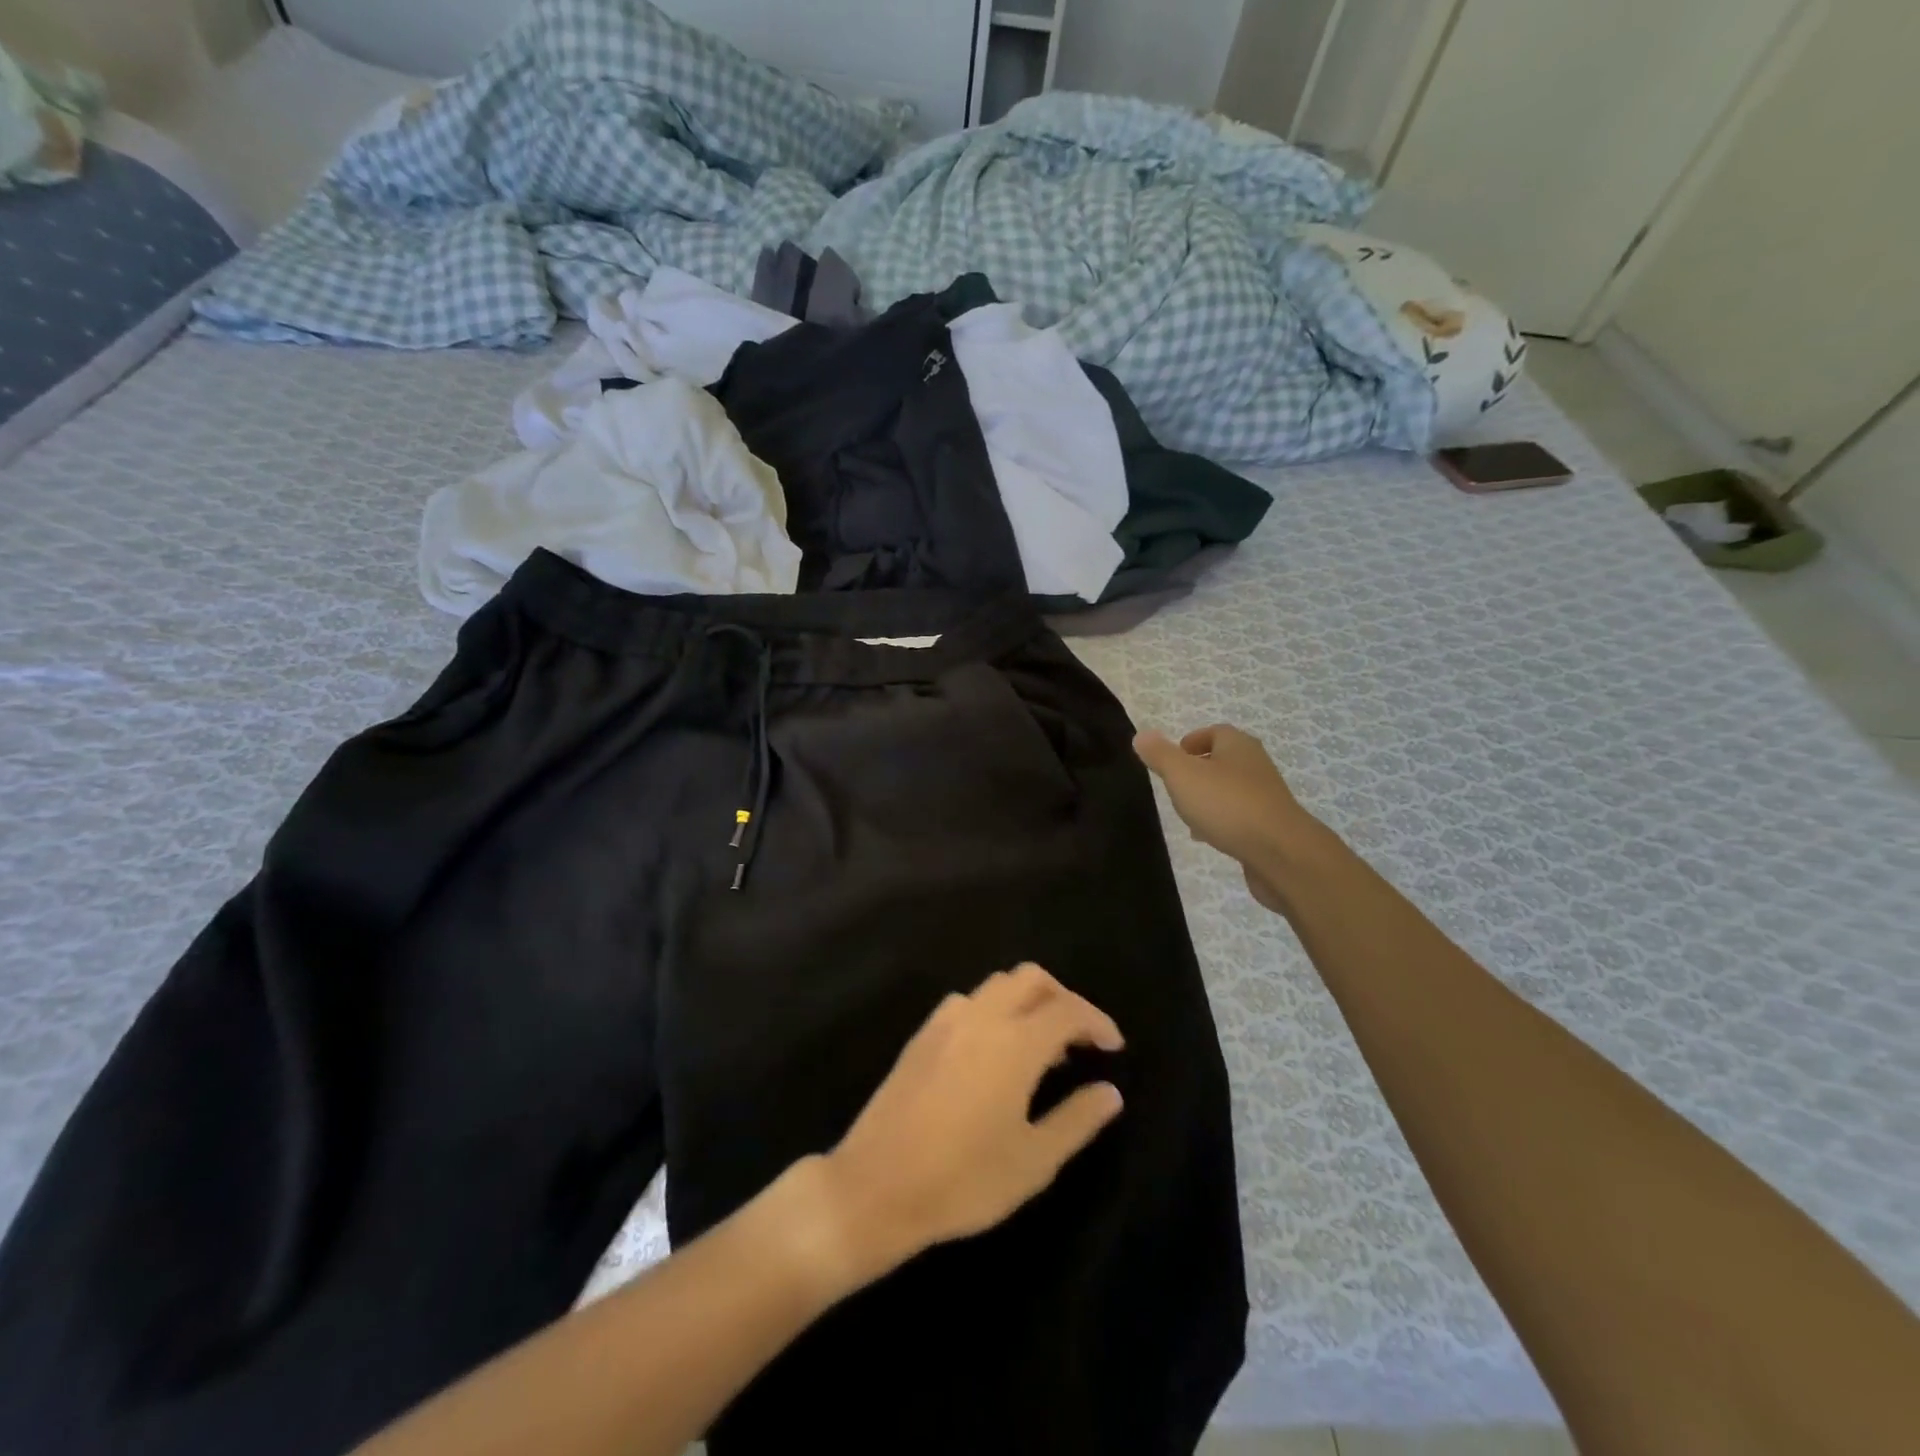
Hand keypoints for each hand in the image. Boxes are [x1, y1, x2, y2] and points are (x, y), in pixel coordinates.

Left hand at [817, 965, 1124, 1284]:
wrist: (876, 1185)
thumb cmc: (964, 1180)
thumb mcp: (1033, 1161)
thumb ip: (1077, 1119)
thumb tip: (1110, 1092)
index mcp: (1015, 1042)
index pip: (1068, 1009)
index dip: (1097, 1022)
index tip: (1113, 1048)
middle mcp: (982, 1017)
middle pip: (1031, 978)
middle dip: (1063, 998)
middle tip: (1080, 1040)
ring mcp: (946, 1021)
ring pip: (997, 985)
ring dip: (1027, 1000)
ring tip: (1040, 1048)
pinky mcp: (923, 1034)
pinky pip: (969, 1001)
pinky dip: (994, 1009)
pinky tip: (994, 1052)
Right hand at [1134, 724, 1319, 913]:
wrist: (1281, 853)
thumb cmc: (1227, 805)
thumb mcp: (1182, 775)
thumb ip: (1160, 755)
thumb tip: (1142, 735)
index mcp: (1238, 746)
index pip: (1216, 732)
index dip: (1193, 741)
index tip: (1174, 755)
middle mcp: (1256, 766)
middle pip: (1225, 760)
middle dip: (1200, 769)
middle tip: (1175, 784)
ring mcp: (1267, 797)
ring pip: (1232, 790)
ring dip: (1210, 797)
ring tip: (1187, 813)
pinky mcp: (1271, 826)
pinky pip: (1241, 816)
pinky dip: (1223, 821)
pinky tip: (1209, 837)